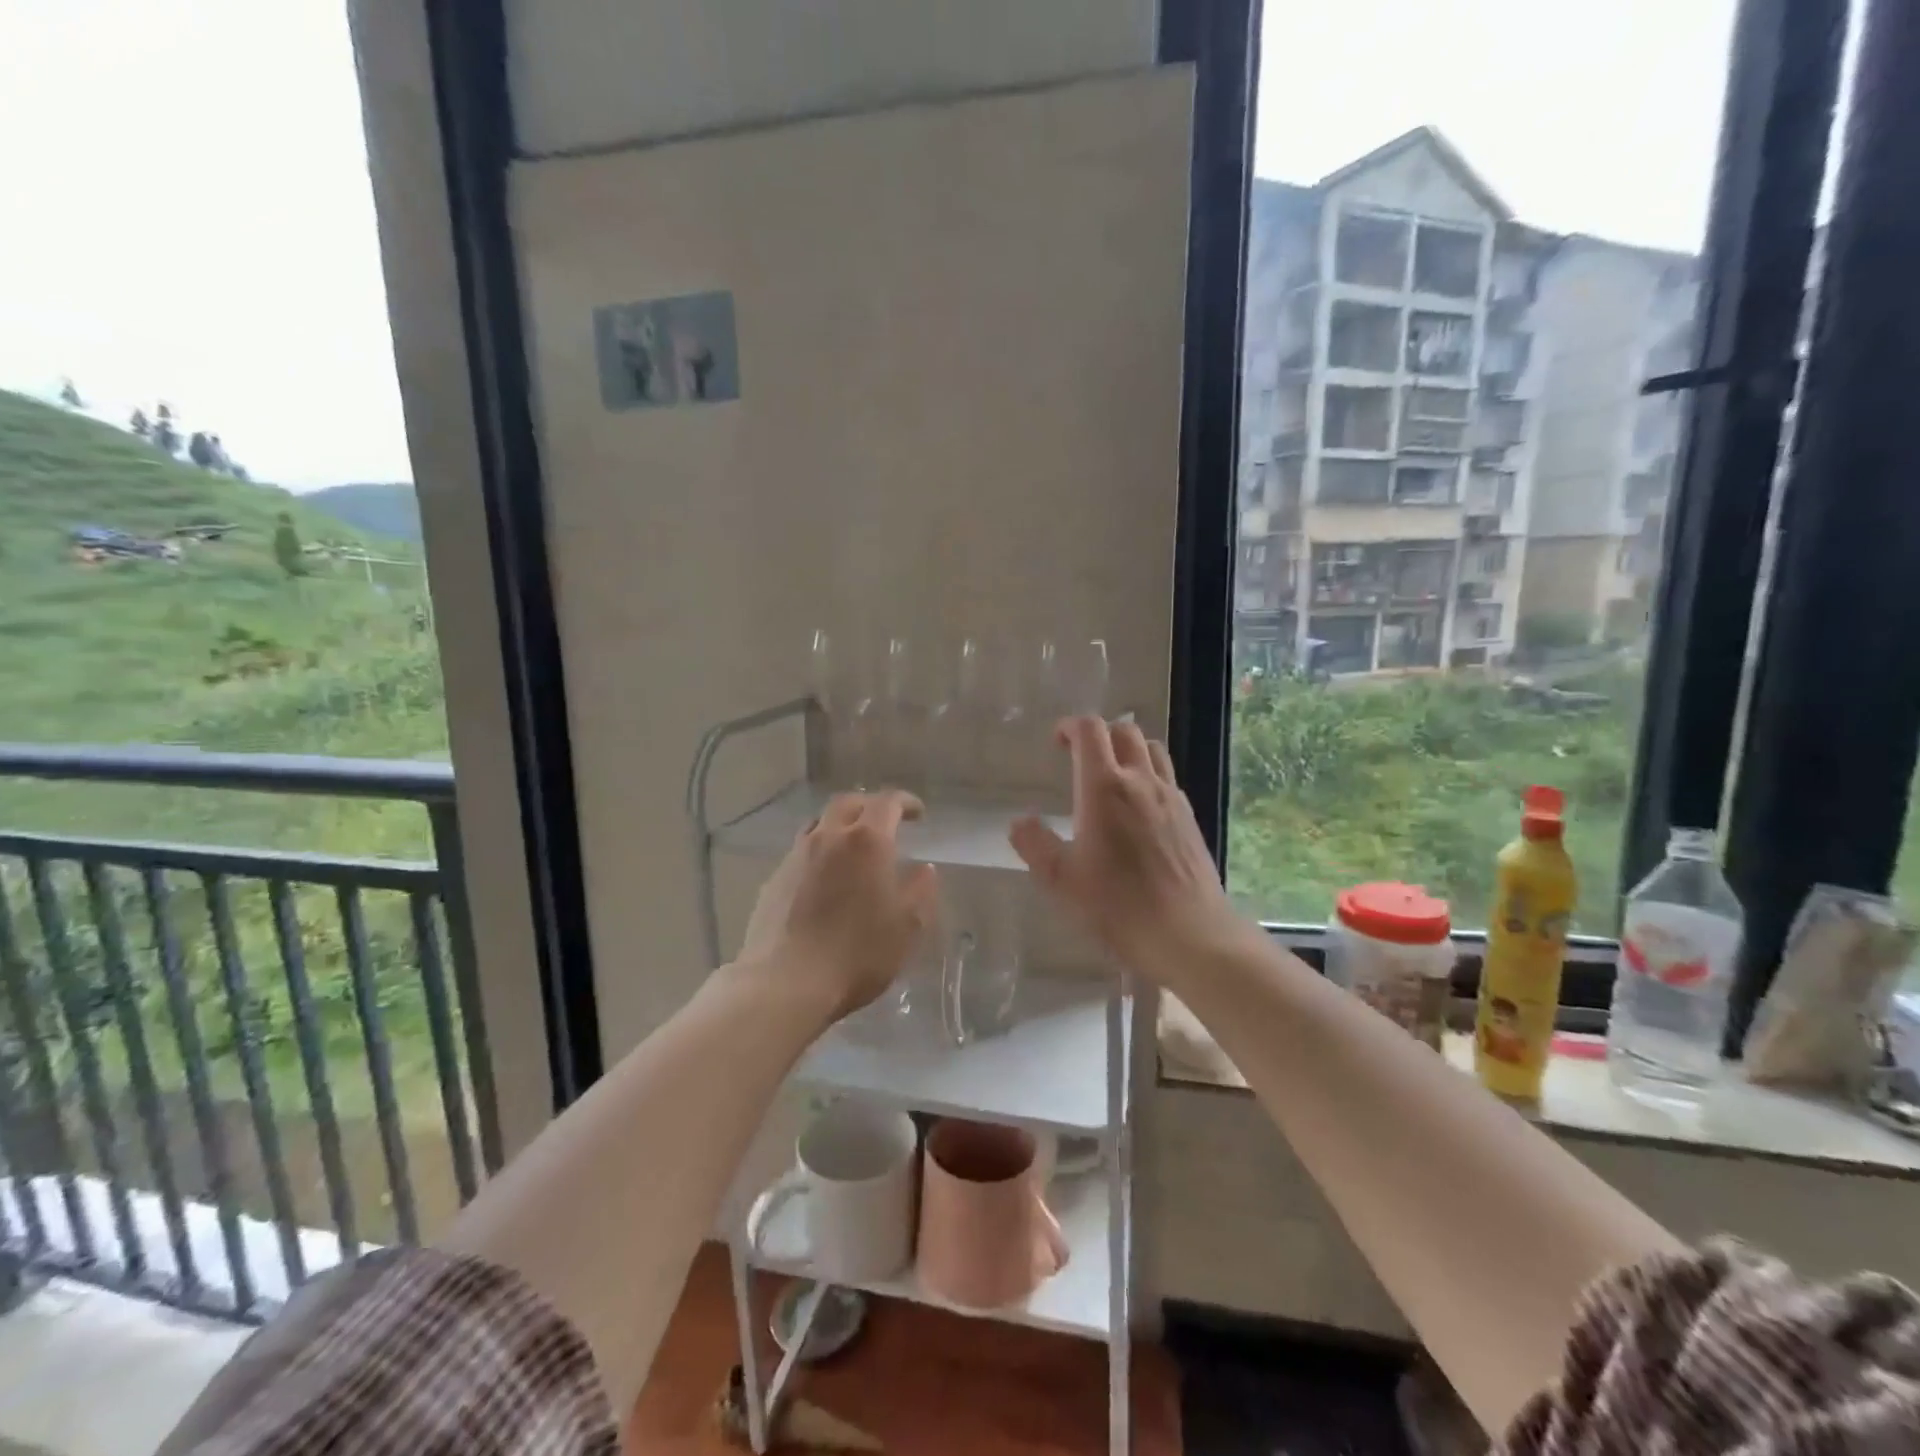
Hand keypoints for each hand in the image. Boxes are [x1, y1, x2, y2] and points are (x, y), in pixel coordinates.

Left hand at [739, 790, 939, 1019]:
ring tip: (853, 846)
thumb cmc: (857, 952)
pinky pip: (801, 851)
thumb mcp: (907, 926)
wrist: (785, 982)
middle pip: (848, 803)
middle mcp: (828, 837)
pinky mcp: (774, 879)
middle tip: (885, 822)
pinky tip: (825, 878)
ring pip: (820, 823)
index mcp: (866, 841)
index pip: (887, 802)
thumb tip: (923, 869)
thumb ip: (920, 891)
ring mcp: (796, 856)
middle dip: (870, 805)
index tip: (918, 814)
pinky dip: (820, 852)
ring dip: (840, 825)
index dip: (905, 802)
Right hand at [1009, 718, 1246, 978]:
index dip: (1070, 726)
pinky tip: (1137, 809)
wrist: (1190, 934)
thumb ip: (1034, 844)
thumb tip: (1020, 821)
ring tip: (1110, 775)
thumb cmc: (1118, 906)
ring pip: (1152, 749)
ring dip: (1127, 749)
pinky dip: (1148, 775)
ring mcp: (1171, 797)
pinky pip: (1166, 778)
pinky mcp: (1189, 818)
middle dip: (1098, 734)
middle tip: (1079, 756)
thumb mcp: (1062, 880)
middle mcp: (1141, 781)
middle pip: (1124, 730)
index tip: (1057, 741)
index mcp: (1104, 787)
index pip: (1090, 730)